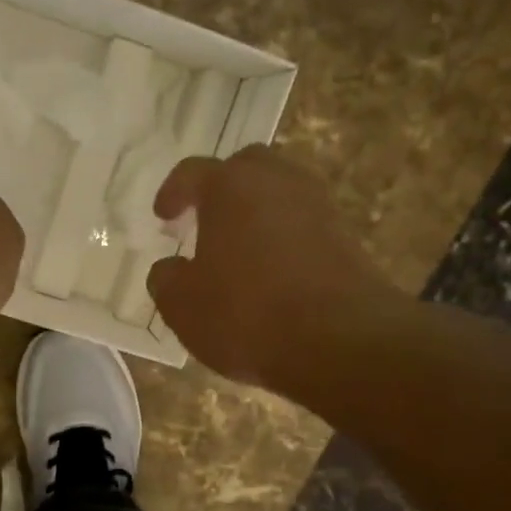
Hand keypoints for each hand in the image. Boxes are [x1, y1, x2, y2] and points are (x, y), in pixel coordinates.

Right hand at [146, 145, 410, 391]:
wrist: (341, 342)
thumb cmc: (246, 314)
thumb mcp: (182, 305)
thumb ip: (166, 279)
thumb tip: (170, 268)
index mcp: (231, 187)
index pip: (193, 172)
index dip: (173, 192)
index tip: (163, 216)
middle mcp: (278, 182)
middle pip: (247, 168)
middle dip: (223, 188)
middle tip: (205, 218)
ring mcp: (319, 207)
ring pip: (281, 194)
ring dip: (257, 212)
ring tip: (239, 248)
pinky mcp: (347, 238)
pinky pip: (304, 225)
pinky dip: (284, 238)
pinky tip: (271, 272)